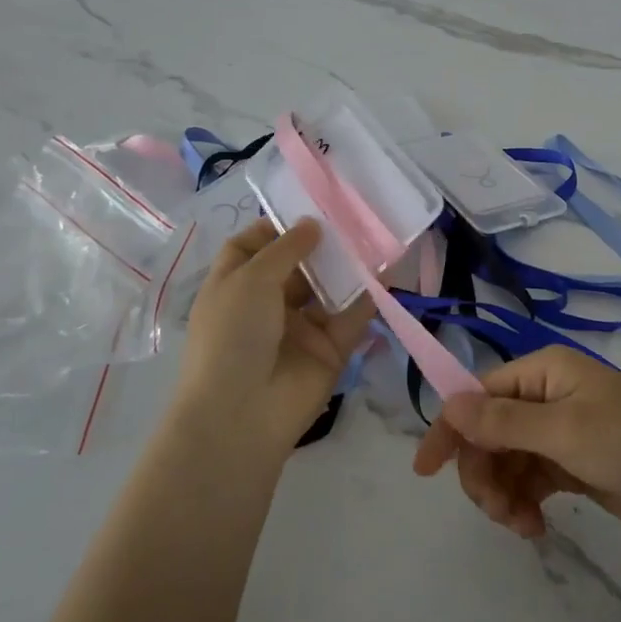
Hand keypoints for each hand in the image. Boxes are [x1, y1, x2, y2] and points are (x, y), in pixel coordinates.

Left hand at [178, 218, 374, 453]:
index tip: (308, 208)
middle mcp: (266, 304)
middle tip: (353, 215)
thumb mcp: (249, 280)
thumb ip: (285, 248)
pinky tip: (387, 271)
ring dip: (348, 266)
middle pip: (297, 265)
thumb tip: (312, 223)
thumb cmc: (233, 336)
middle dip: (321, 243)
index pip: (253, 246)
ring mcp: (300, 328)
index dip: (276, 227)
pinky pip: (352, 317)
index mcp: (235, 286)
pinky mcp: (330, 349)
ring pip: (328, 289)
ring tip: (375, 235)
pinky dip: (368, 296)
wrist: (242, 414)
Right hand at [411, 345, 620, 542]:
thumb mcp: (565, 431)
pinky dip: (525, 503)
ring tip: (521, 525)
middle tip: (495, 511)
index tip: (426, 471)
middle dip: (484, 472)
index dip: (452, 429)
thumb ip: (504, 423)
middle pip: (490, 432)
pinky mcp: (571, 464)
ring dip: (504, 493)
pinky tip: (534, 528)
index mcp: (543, 371)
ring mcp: (559, 431)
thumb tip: (449, 407)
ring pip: (507, 461)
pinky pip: (530, 480)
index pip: (480, 395)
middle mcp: (546, 395)